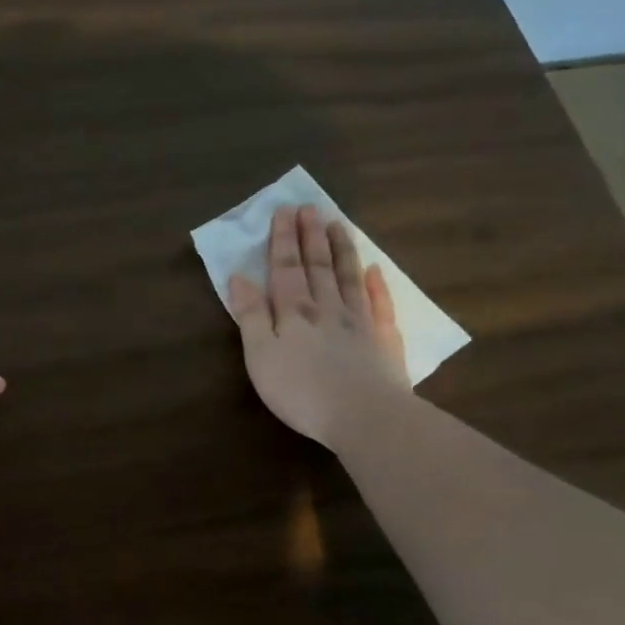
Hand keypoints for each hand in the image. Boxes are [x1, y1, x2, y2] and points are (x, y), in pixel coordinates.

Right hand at [226, 205, 409, 447]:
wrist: (366, 418)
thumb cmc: (301, 390)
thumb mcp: (260, 356)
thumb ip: (251, 315)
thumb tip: (239, 277)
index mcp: (294, 312)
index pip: (286, 268)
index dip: (283, 240)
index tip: (285, 210)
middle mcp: (327, 308)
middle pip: (318, 266)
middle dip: (311, 236)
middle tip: (310, 207)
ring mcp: (360, 323)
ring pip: (349, 278)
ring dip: (342, 250)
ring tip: (339, 225)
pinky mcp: (385, 343)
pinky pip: (381, 306)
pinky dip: (378, 286)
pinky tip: (376, 271)